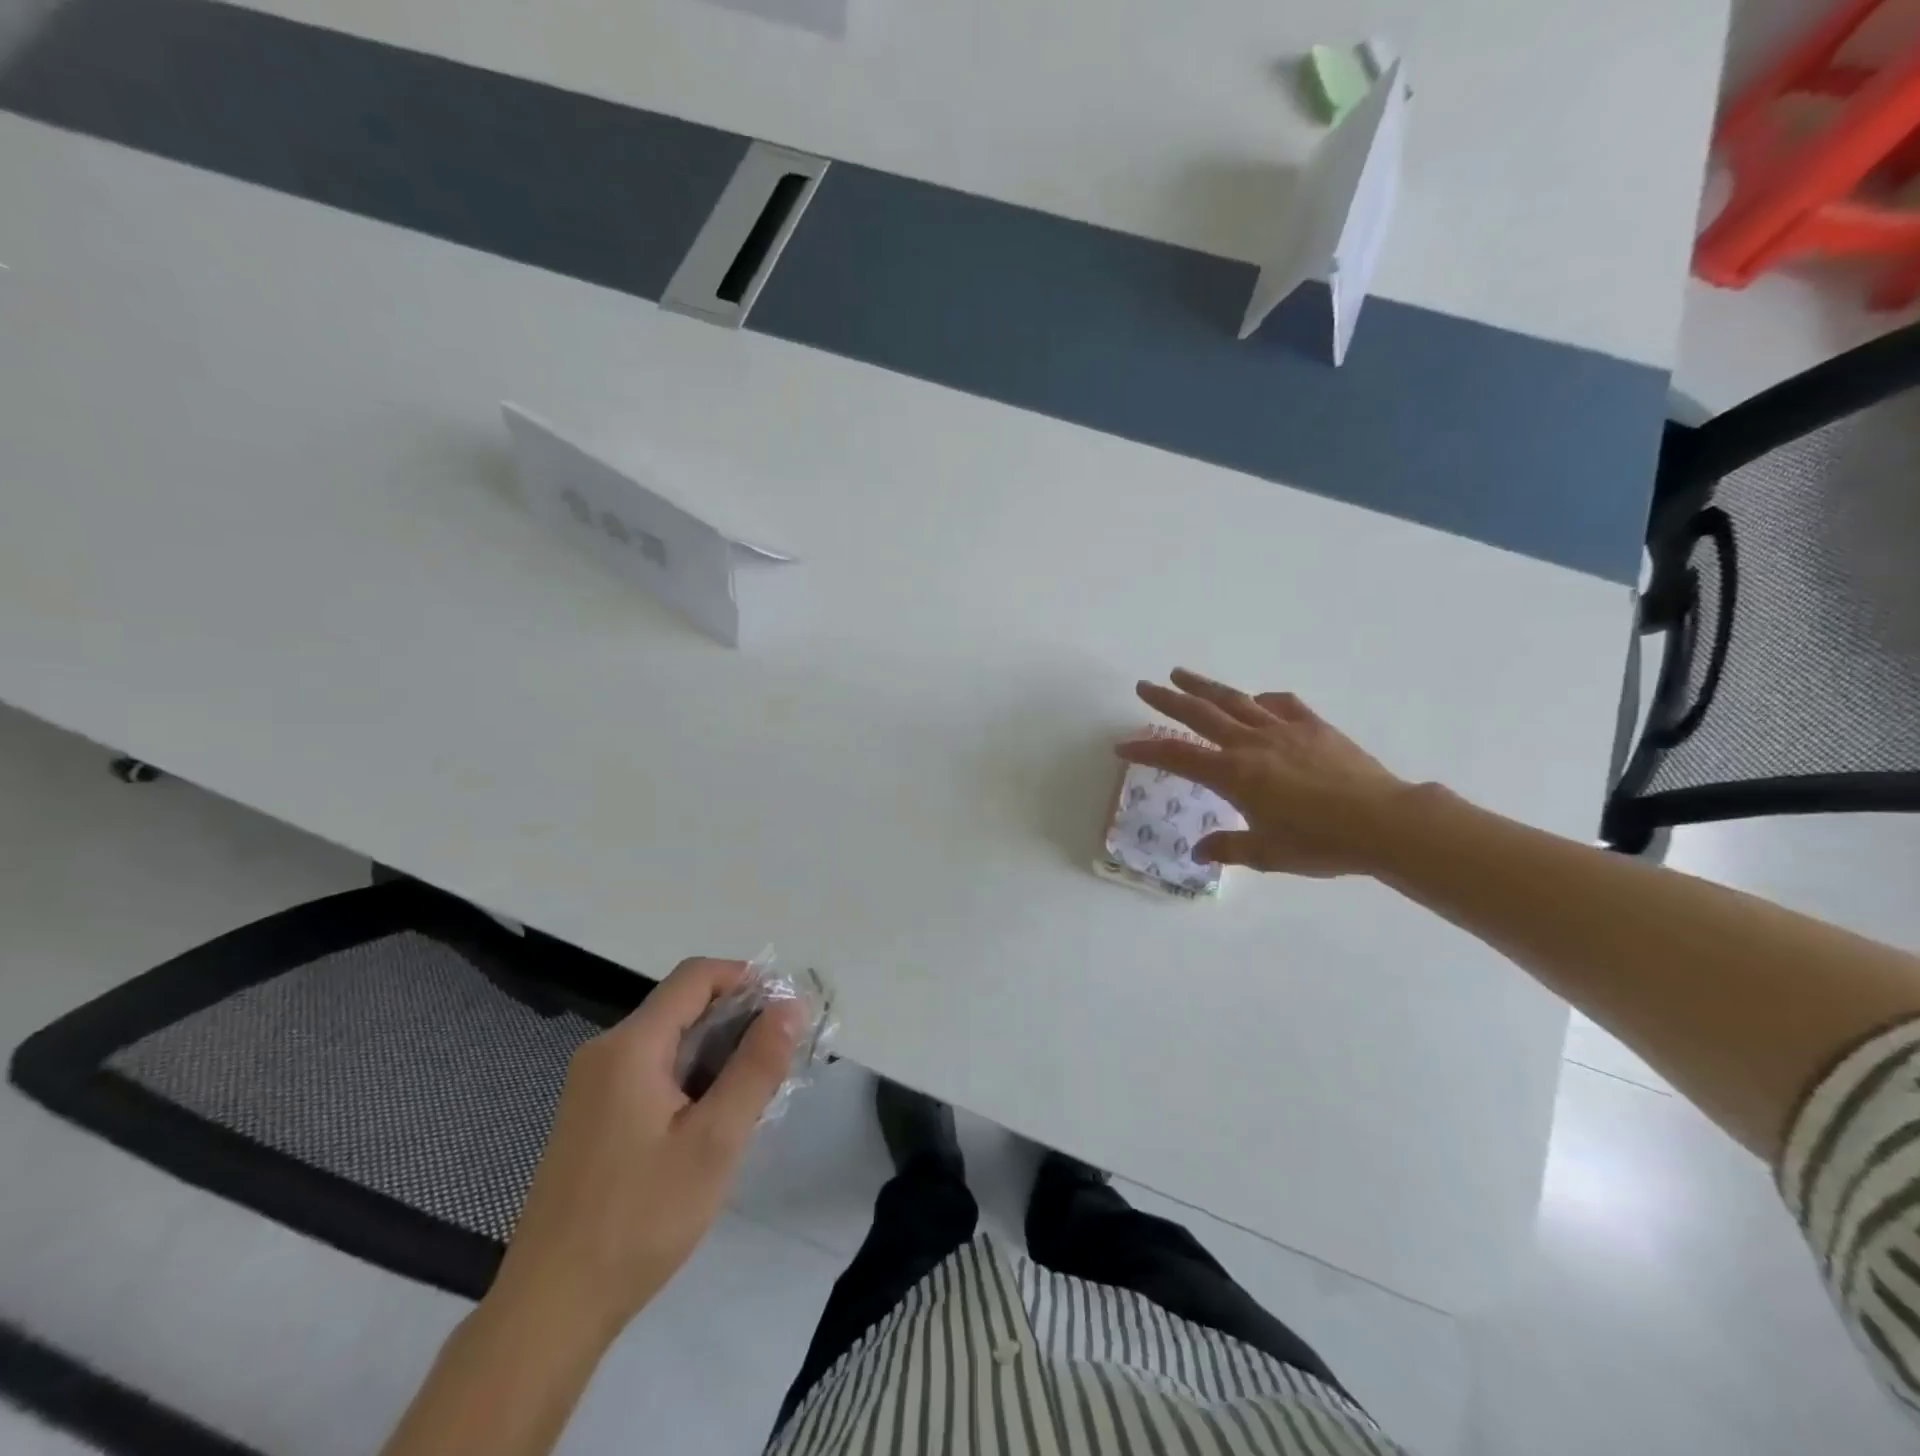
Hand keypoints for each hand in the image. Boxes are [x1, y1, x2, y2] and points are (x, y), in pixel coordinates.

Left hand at [487, 958, 802, 1341]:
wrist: (550, 1310)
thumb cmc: (640, 1219)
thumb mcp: (714, 1141)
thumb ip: (757, 1066)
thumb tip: (790, 1006)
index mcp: (630, 1046)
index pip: (695, 976)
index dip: (746, 978)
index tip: (786, 1011)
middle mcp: (605, 1052)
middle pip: (682, 1005)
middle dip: (737, 1020)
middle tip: (780, 1059)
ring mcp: (592, 1085)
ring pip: (669, 1040)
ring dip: (717, 1052)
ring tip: (754, 1093)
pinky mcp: (591, 1116)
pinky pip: (651, 1071)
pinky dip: (690, 1076)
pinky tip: (712, 1120)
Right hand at [1120, 669, 1412, 876]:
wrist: (1384, 822)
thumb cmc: (1320, 843)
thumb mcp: (1267, 853)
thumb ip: (1229, 847)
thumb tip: (1199, 852)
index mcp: (1234, 774)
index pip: (1178, 756)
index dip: (1146, 748)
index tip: (1123, 745)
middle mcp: (1252, 743)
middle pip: (1200, 714)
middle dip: (1168, 699)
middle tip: (1144, 685)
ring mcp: (1284, 730)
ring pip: (1235, 700)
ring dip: (1205, 686)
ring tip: (1181, 673)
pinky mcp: (1314, 726)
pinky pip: (1281, 704)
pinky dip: (1262, 700)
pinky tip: (1257, 700)